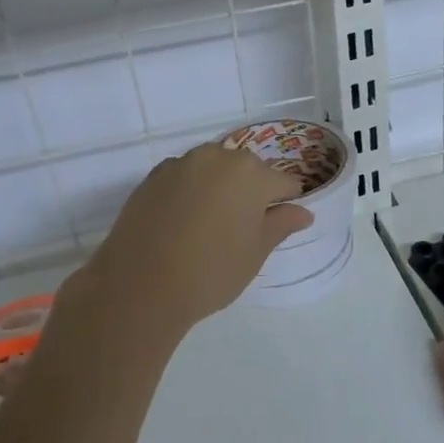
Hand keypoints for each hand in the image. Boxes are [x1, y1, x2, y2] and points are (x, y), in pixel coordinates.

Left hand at [76, 142, 312, 335]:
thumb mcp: (255, 252)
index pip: (283, 183)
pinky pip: (184, 179)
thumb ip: (281, 224)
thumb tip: (303, 212)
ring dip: (218, 190)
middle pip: (246, 171)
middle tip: (241, 231)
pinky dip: (190, 194)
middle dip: (250, 193)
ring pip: (212, 171)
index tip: (276, 226)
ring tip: (210, 228)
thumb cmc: (211, 271)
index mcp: (250, 172)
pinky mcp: (152, 177)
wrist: (140, 285)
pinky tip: (182, 224)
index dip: (285, 204)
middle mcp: (216, 157)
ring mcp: (180, 164)